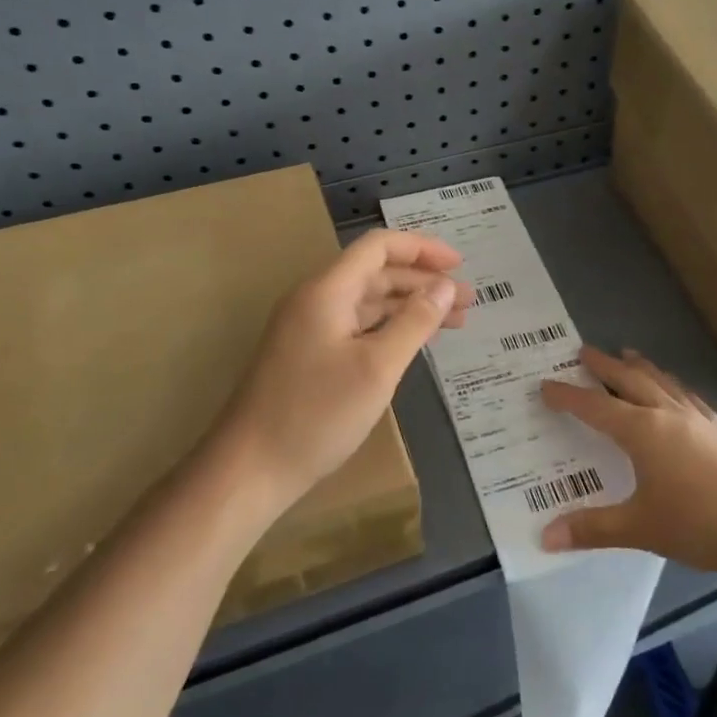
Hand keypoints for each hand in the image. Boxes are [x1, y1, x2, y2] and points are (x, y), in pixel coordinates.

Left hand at [214, 229, 469, 513]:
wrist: (249, 469)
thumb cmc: (316, 415)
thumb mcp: (377, 368)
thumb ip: (415, 322)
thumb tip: (445, 286)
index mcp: (327, 291)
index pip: (378, 247)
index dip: (422, 248)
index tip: (459, 265)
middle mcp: (315, 300)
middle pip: (376, 273)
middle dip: (423, 282)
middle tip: (467, 301)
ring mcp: (308, 329)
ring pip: (368, 303)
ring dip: (409, 306)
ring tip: (453, 321)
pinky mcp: (308, 356)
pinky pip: (356, 327)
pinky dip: (389, 328)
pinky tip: (413, 343)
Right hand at [539, 347, 716, 573]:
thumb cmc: (702, 521)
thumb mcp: (641, 528)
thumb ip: (593, 528)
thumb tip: (545, 536)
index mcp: (642, 431)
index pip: (595, 407)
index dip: (568, 396)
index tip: (546, 384)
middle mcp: (667, 415)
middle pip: (629, 381)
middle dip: (604, 366)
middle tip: (584, 350)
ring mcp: (699, 419)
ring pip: (662, 382)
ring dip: (640, 367)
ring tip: (628, 354)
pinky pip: (688, 396)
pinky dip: (673, 386)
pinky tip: (677, 391)